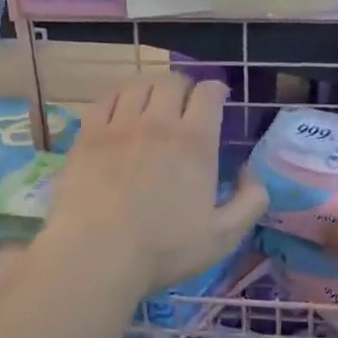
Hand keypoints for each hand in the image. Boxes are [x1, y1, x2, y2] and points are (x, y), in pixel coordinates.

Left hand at [41, 72, 267, 294]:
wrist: (96, 255)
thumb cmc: (164, 250)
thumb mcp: (224, 237)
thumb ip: (250, 201)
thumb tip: (250, 172)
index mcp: (195, 142)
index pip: (208, 93)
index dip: (216, 91)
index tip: (217, 99)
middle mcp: (158, 123)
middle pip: (173, 82)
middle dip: (185, 88)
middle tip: (185, 106)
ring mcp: (119, 126)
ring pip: (138, 86)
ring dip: (151, 90)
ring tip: (152, 105)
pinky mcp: (87, 136)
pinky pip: (105, 101)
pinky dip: (118, 99)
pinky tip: (119, 112)